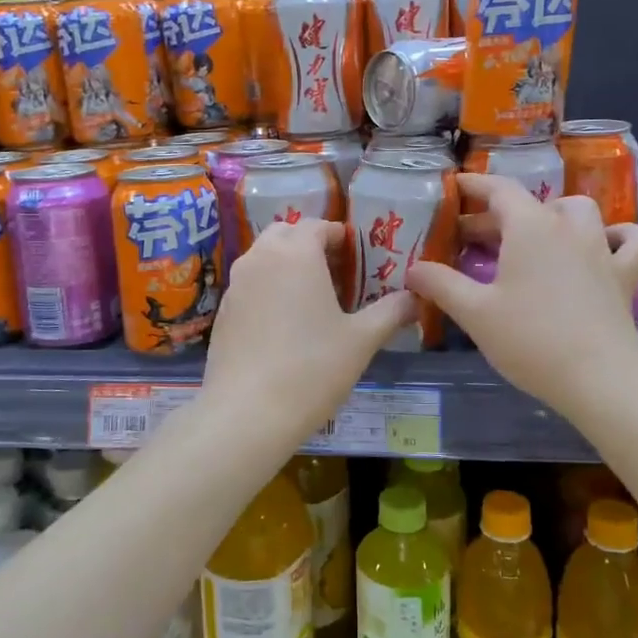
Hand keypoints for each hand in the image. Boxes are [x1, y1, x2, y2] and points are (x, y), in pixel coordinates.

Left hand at [201, 219, 416, 443]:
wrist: (247, 412)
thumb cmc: (312, 368)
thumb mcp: (361, 340)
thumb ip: (390, 312)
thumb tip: (414, 299)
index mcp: (296, 253)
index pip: (318, 225)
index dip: (339, 237)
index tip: (357, 257)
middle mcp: (260, 258)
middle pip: (286, 233)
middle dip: (309, 245)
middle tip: (335, 273)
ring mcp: (236, 284)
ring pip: (263, 258)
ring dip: (286, 265)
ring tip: (311, 298)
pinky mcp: (222, 311)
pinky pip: (249, 285)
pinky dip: (267, 289)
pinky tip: (283, 325)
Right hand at [407, 172, 637, 416]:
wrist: (599, 378)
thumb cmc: (530, 339)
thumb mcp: (474, 313)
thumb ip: (440, 285)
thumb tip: (413, 270)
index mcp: (530, 228)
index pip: (499, 190)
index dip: (475, 185)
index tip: (456, 186)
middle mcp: (568, 228)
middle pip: (532, 205)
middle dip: (501, 214)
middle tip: (474, 238)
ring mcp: (602, 250)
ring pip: (582, 211)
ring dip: (557, 214)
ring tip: (536, 235)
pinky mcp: (625, 276)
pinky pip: (631, 241)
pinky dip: (619, 235)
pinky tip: (606, 244)